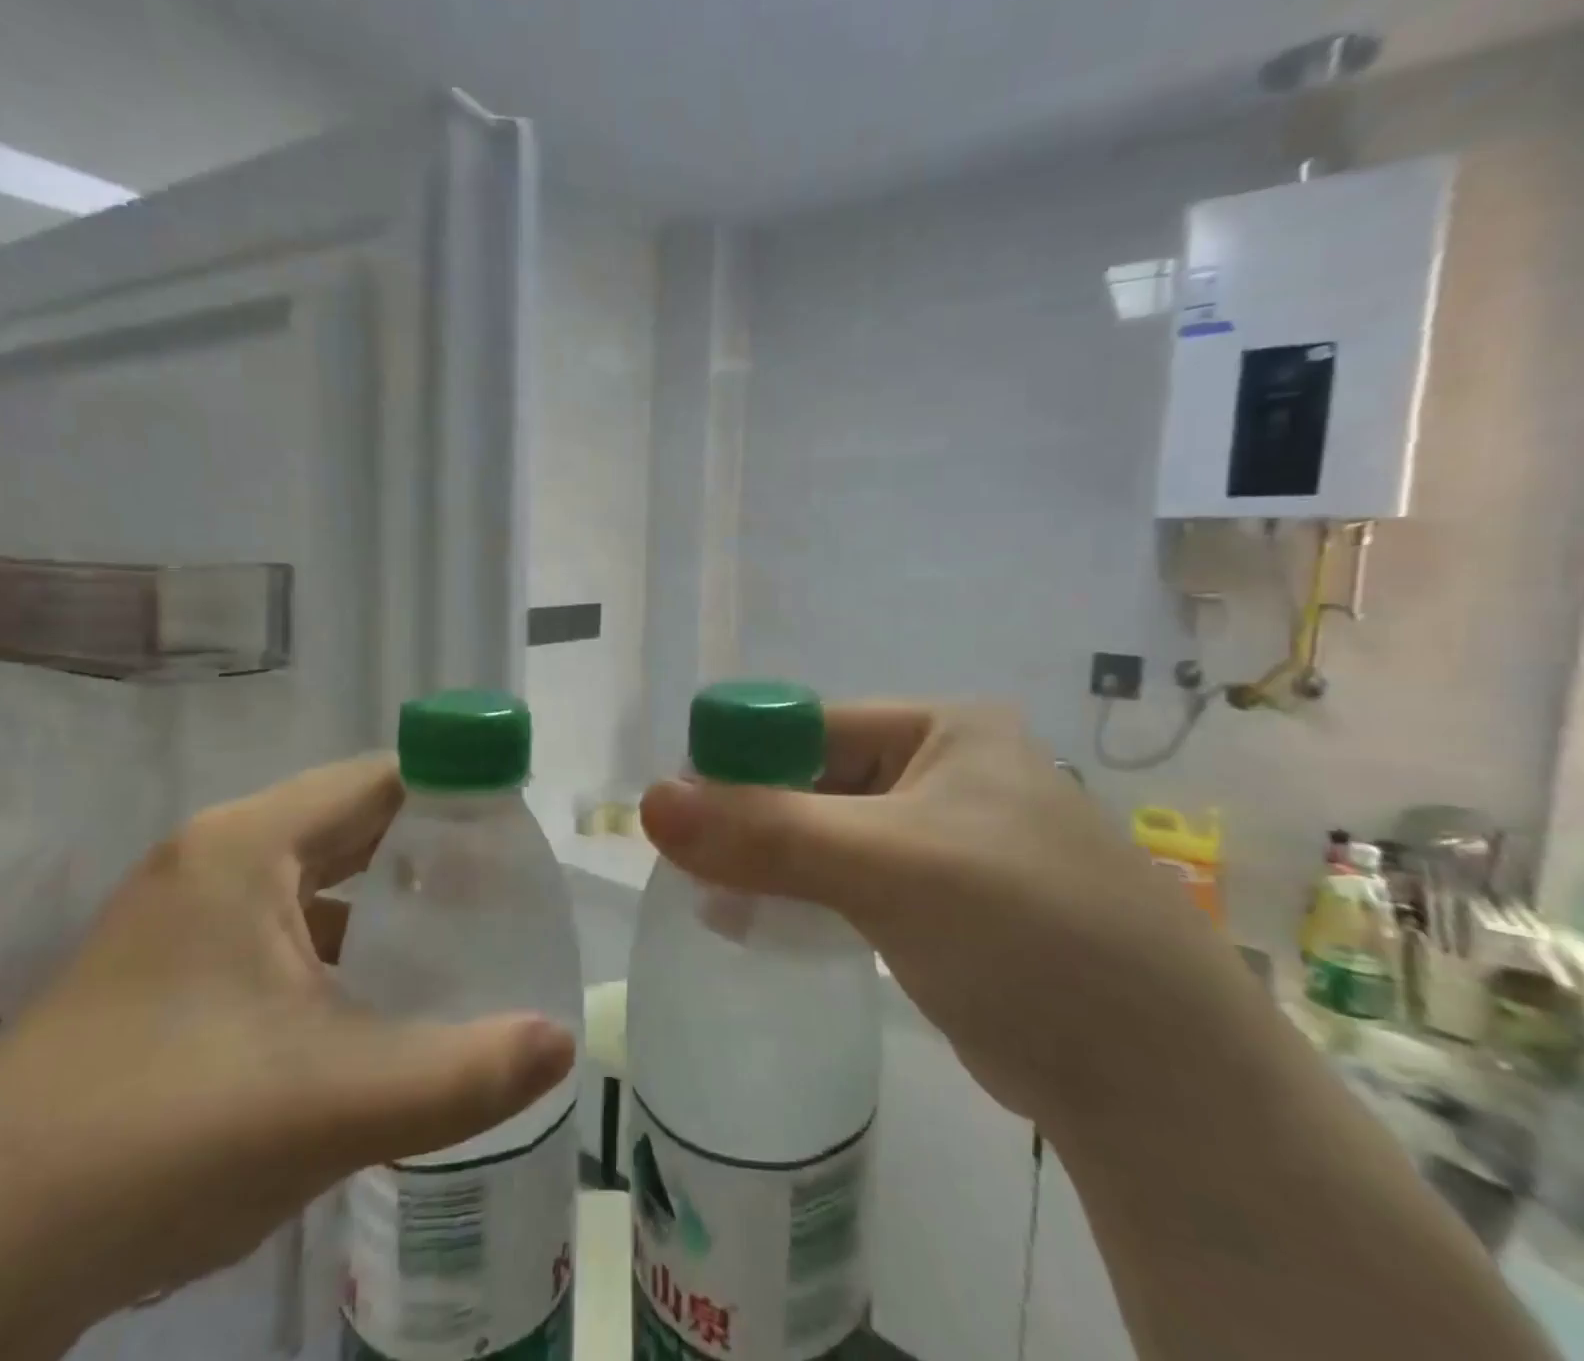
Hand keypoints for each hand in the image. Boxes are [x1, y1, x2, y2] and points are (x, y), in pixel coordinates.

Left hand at [0, 755, 575, 1360]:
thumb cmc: (161, 1142)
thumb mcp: (334, 1105)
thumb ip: (464, 1073)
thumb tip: (563, 1042)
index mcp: (247, 846)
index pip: (380, 778)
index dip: (456, 791)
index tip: (516, 834)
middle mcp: (214, 857)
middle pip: (351, 819)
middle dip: (429, 846)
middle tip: (504, 886)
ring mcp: (183, 912)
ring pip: (316, 875)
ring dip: (385, 894)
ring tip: (458, 931)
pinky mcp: (170, 965)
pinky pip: (281, 922)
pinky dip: (340, 937)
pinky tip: (374, 992)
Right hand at [638, 703, 1258, 1128]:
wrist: (1160, 1084)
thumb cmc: (1026, 931)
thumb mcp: (888, 866)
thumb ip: (767, 831)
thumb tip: (650, 802)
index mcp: (940, 728)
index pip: (808, 725)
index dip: (739, 760)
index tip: (680, 813)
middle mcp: (942, 769)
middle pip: (812, 779)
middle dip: (751, 820)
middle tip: (691, 866)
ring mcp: (943, 838)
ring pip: (824, 833)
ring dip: (771, 862)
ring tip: (717, 902)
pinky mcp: (940, 902)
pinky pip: (848, 880)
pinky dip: (802, 896)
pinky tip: (760, 924)